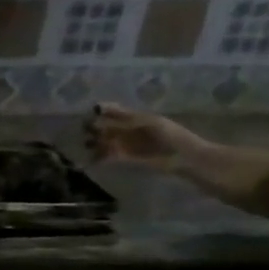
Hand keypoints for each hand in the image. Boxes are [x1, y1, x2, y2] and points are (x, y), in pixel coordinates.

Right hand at [85, 103, 204, 170]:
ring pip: (104, 141)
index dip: (101, 110)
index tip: (91, 112)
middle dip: (94, 127)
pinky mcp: (124, 158)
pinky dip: (98, 157)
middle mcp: (127, 130)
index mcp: (135, 117)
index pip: (113, 111)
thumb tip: (101, 111)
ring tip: (86, 145)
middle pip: (106, 126)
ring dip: (94, 143)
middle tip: (84, 130)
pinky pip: (107, 156)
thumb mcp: (149, 122)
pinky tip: (90, 158)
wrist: (184, 156)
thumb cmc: (171, 135)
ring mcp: (125, 144)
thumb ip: (126, 118)